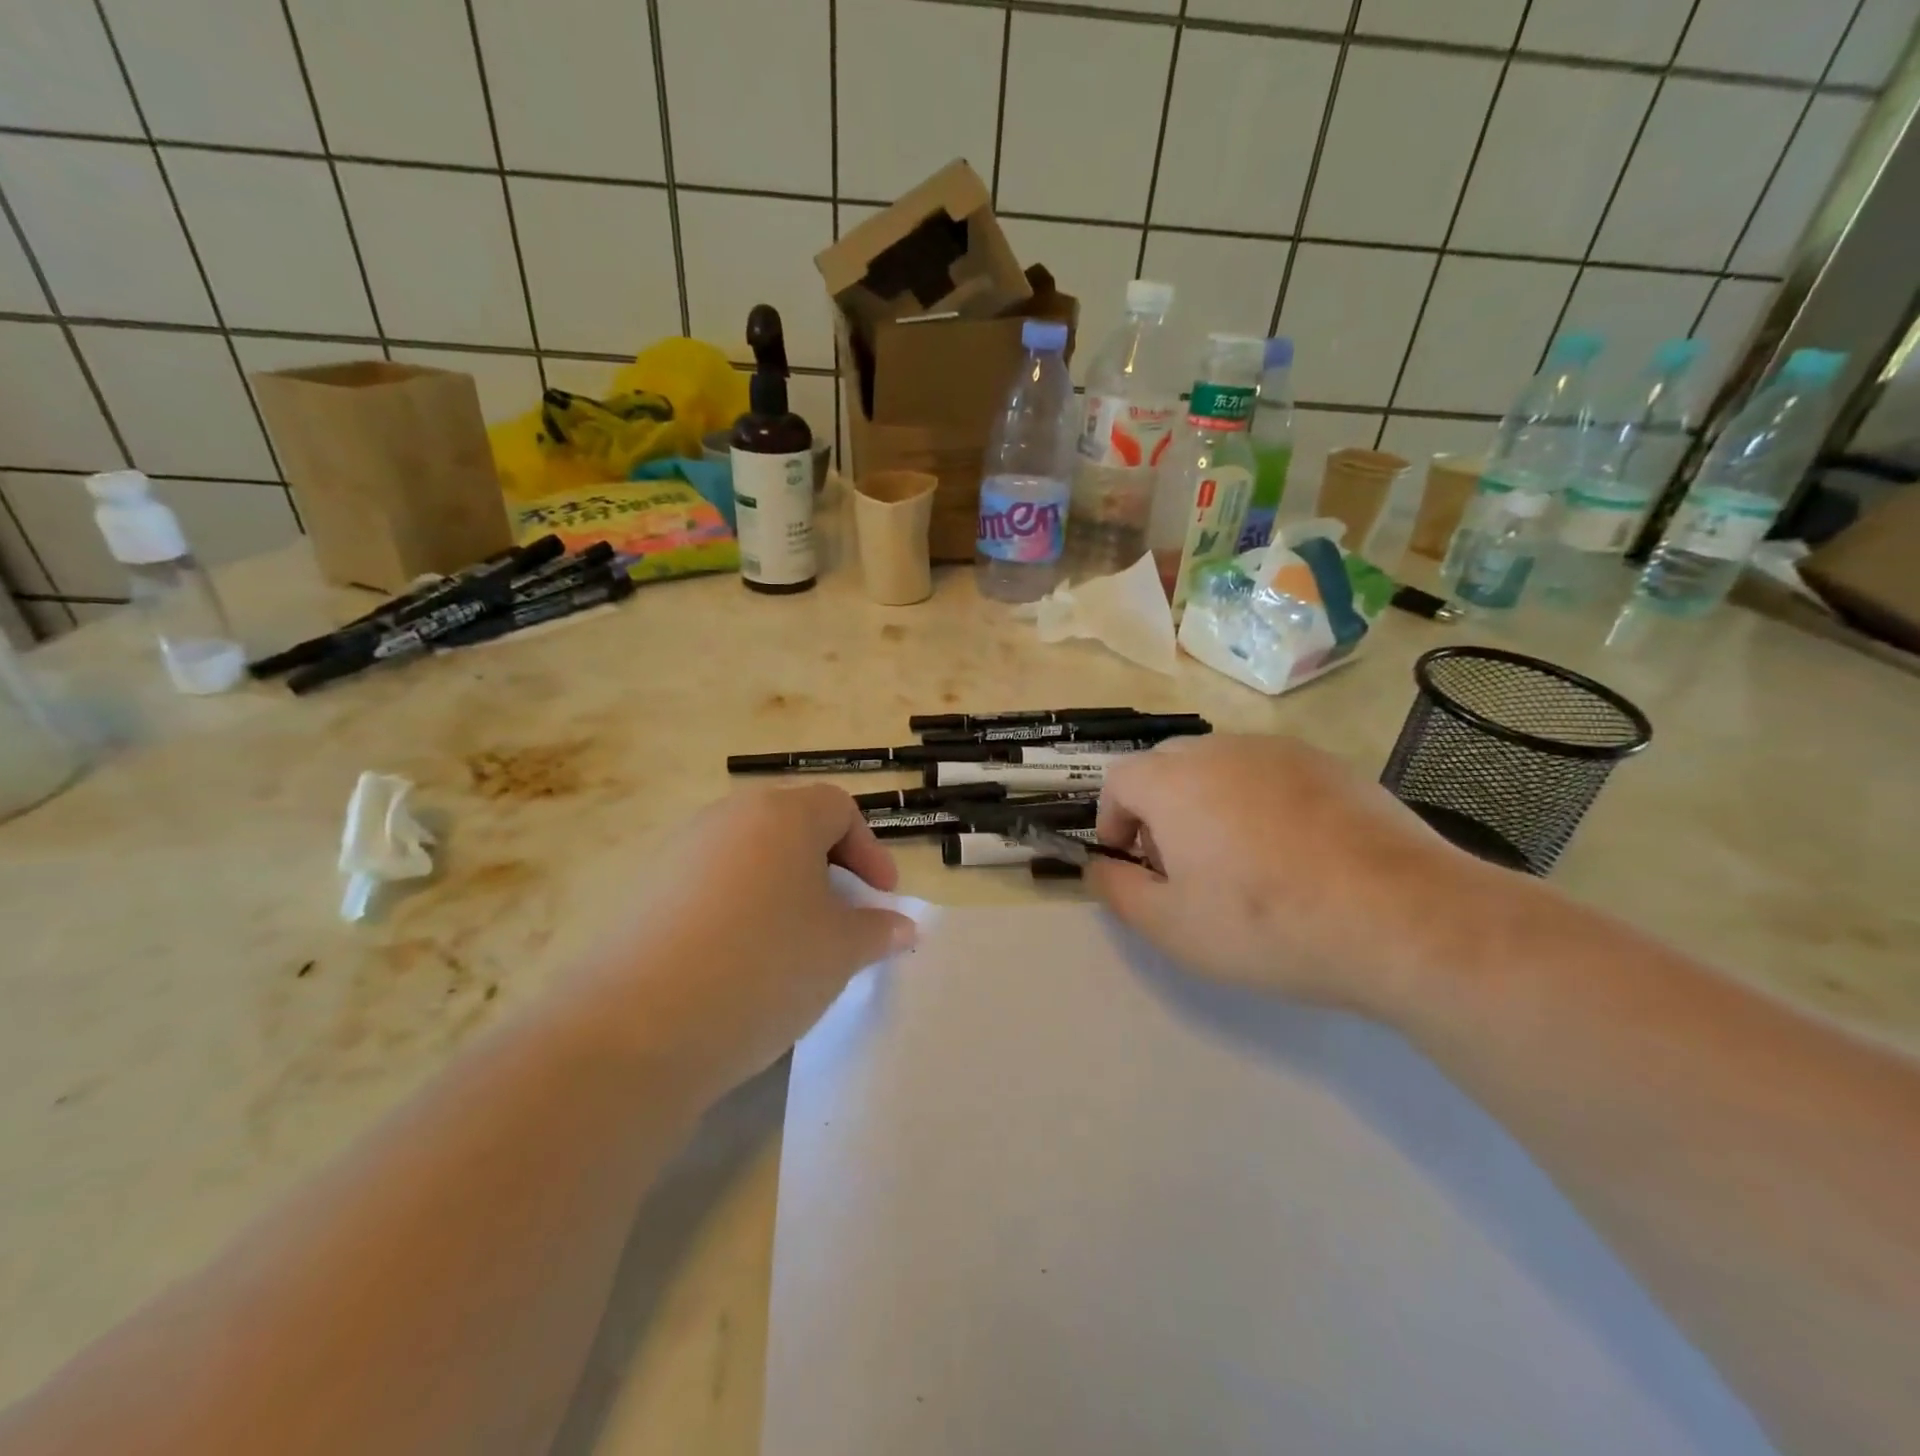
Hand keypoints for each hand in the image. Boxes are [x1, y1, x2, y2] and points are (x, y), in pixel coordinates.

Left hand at [563, 784, 917, 1096]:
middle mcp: (726, 818)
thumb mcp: (840, 951)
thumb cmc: (763, 967)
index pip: (838, 808)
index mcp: (780, 815)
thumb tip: (901, 927)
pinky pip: (710, 886)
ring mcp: (679, 853)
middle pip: (791, 827)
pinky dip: (739, 910)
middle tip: (842, 917)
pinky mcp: (645, 893)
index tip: (882, 898)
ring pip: (749, 857)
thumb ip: (878, 931)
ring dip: (782, 890)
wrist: (636, 1028)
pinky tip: (739, 962)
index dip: (870, 850)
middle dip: (827, 867)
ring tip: (792, 943)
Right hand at [1087, 735, 1504, 1012]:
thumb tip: (1098, 865)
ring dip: (1208, 801)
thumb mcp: (1171, 926)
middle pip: (1167, 765)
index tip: (1131, 862)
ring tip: (1238, 859)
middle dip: (1158, 809)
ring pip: (1220, 766)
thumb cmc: (1266, 923)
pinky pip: (1270, 773)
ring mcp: (1280, 751)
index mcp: (1173, 781)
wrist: (1400, 917)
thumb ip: (1117, 890)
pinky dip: (1259, 801)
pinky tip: (1292, 851)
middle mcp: (1221, 749)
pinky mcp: (1330, 764)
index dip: (1113, 820)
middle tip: (1181, 864)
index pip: (1118, 780)